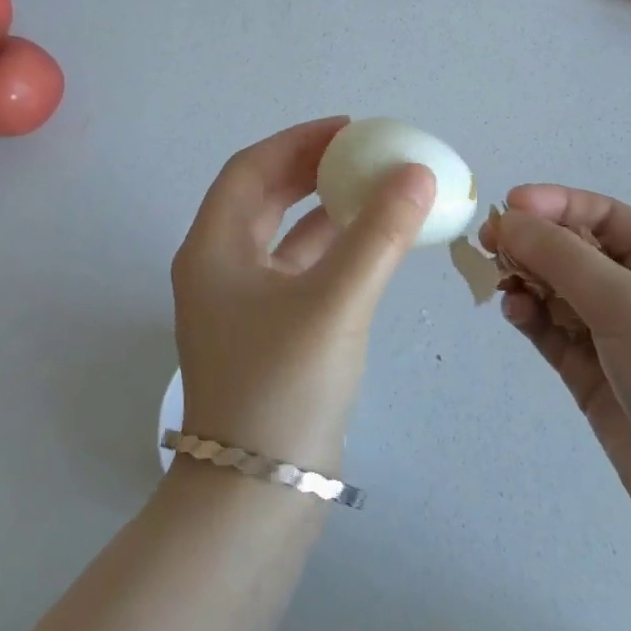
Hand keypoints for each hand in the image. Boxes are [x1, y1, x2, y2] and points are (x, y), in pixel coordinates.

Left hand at [171, 117, 435, 477]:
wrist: (255, 501)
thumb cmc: (283, 388)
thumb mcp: (336, 301)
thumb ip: (379, 233)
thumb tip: (416, 173)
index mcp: (214, 248)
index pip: (251, 168)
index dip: (298, 140)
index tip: (349, 128)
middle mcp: (218, 268)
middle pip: (263, 196)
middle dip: (311, 169)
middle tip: (363, 153)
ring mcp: (240, 304)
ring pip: (282, 235)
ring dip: (323, 208)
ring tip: (374, 189)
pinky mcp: (265, 334)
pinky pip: (297, 270)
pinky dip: (330, 249)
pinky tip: (370, 245)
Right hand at [493, 186, 630, 550]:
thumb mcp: (628, 304)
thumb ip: (562, 258)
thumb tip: (509, 219)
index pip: (602, 215)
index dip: (555, 204)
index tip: (508, 206)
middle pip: (575, 251)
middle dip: (534, 243)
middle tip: (489, 245)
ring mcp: (617, 336)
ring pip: (559, 291)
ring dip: (528, 280)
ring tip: (502, 282)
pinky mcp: (595, 374)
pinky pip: (554, 331)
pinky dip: (531, 317)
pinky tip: (514, 312)